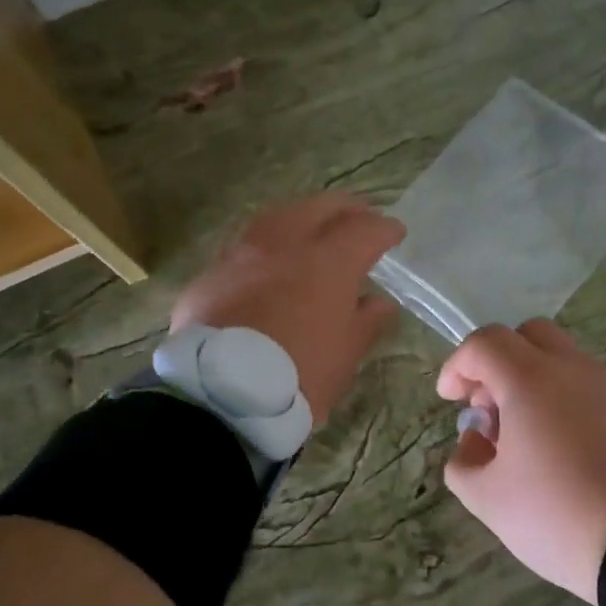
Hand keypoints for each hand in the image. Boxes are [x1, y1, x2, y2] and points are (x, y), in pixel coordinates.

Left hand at [172, 194, 404, 423]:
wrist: (220, 397)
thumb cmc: (298, 377)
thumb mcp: (345, 355)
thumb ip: (366, 322)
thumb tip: (379, 302)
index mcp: (327, 263)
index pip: (364, 230)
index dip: (384, 229)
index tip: (395, 233)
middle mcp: (283, 246)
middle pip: (318, 208)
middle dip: (345, 209)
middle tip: (359, 216)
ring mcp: (241, 256)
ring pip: (276, 218)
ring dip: (301, 218)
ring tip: (313, 230)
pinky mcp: (210, 276)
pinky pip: (245, 249)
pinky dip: (266, 248)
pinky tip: (269, 265)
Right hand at [437, 321, 605, 602]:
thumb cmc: (556, 513)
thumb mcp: (487, 499)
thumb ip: (463, 462)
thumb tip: (474, 440)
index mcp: (530, 379)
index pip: (485, 343)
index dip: (457, 366)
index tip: (450, 401)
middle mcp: (569, 369)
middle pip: (526, 334)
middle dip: (496, 362)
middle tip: (487, 406)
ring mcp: (604, 386)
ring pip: (557, 357)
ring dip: (527, 379)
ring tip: (518, 433)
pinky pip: (582, 383)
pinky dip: (557, 396)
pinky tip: (552, 445)